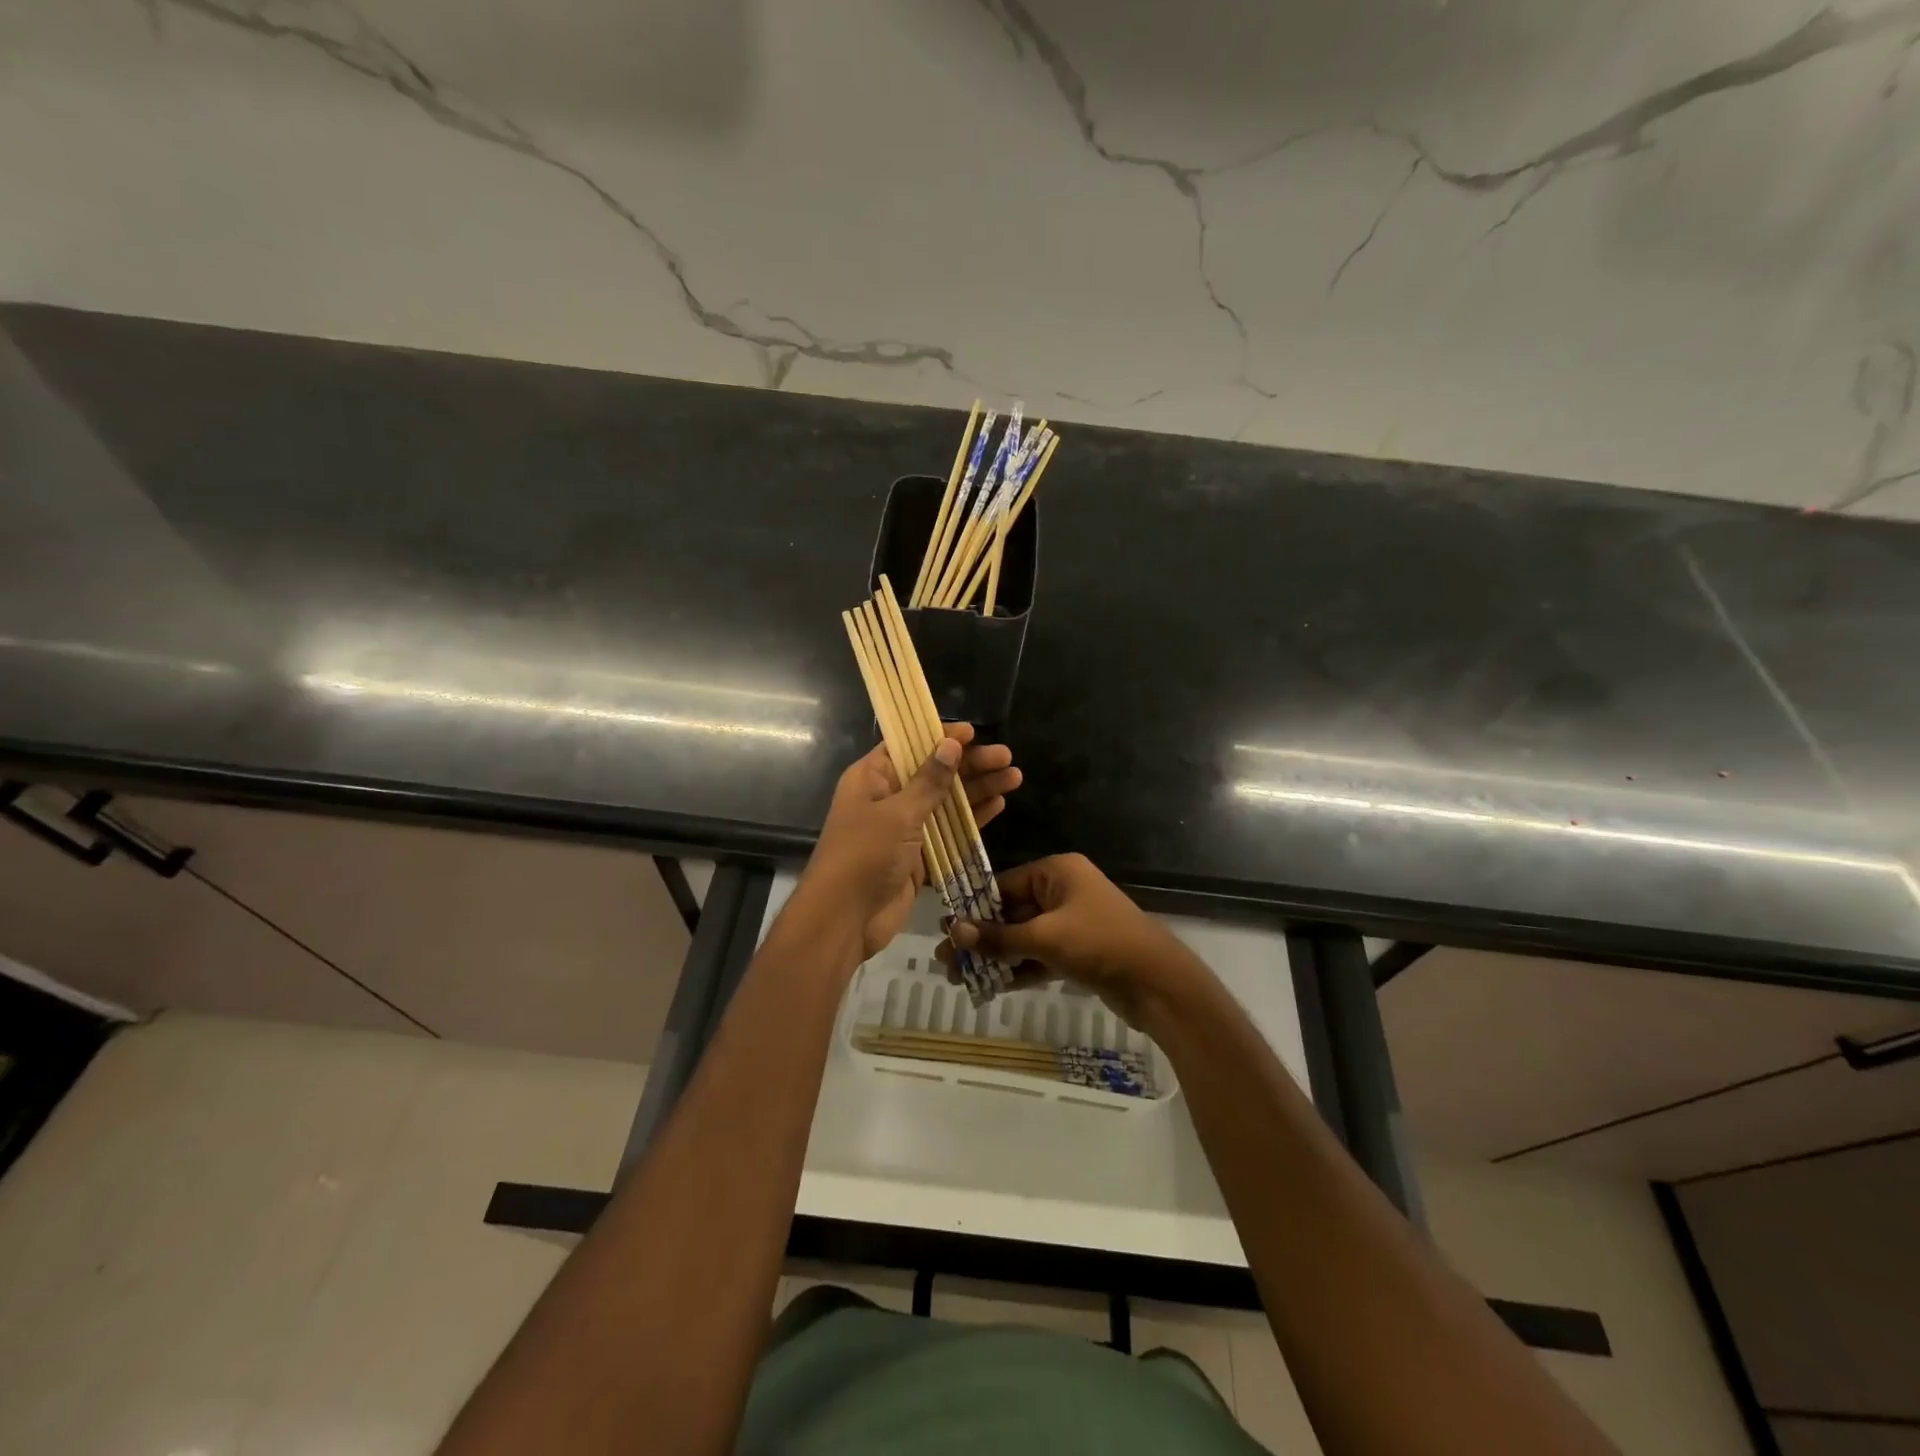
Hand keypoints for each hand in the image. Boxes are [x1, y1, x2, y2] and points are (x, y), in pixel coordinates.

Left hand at [793, 724, 1022, 961]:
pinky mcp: (918, 857)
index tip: (973, 733)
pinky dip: (971, 819)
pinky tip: (998, 805)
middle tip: (1006, 757)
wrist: (844, 920)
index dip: (940, 737)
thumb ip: (928, 781)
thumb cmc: (865, 856)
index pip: (909, 745)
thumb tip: (950, 744)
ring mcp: (903, 829)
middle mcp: (888, 798)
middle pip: (933, 772)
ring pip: (946, 802)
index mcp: (872, 778)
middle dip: (970, 764)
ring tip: (1014, 777)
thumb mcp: (898, 813)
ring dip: (977, 790)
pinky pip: (948, 832)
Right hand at [940, 853, 1201, 1027]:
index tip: (946, 931)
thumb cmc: (1100, 944)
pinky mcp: (1077, 952)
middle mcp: (1063, 891)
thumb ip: (998, 937)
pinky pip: (1038, 955)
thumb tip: (953, 930)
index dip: (974, 909)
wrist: (1158, 984)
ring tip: (959, 978)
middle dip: (980, 938)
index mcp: (1057, 872)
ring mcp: (1071, 923)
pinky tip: (990, 986)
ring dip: (995, 957)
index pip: (1004, 885)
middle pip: (1010, 912)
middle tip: (946, 962)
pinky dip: (1017, 969)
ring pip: (1023, 937)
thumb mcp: (1045, 938)